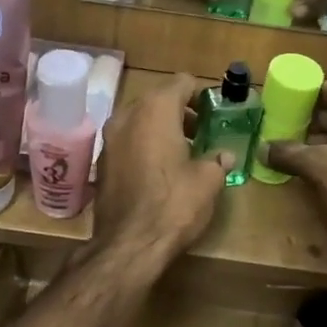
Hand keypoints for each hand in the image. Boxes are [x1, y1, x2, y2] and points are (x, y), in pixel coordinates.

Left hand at [94, 72, 227, 264]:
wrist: (128, 244)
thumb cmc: (173, 204)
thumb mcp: (208, 181)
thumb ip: (217, 160)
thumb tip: (224, 156)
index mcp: (155, 109)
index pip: (182, 82)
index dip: (202, 94)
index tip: (215, 112)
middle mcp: (127, 115)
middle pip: (158, 98)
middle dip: (181, 111)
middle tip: (202, 131)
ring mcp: (109, 138)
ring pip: (140, 120)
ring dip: (161, 128)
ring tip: (184, 151)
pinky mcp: (102, 162)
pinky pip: (128, 141)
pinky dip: (144, 145)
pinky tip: (160, 169)